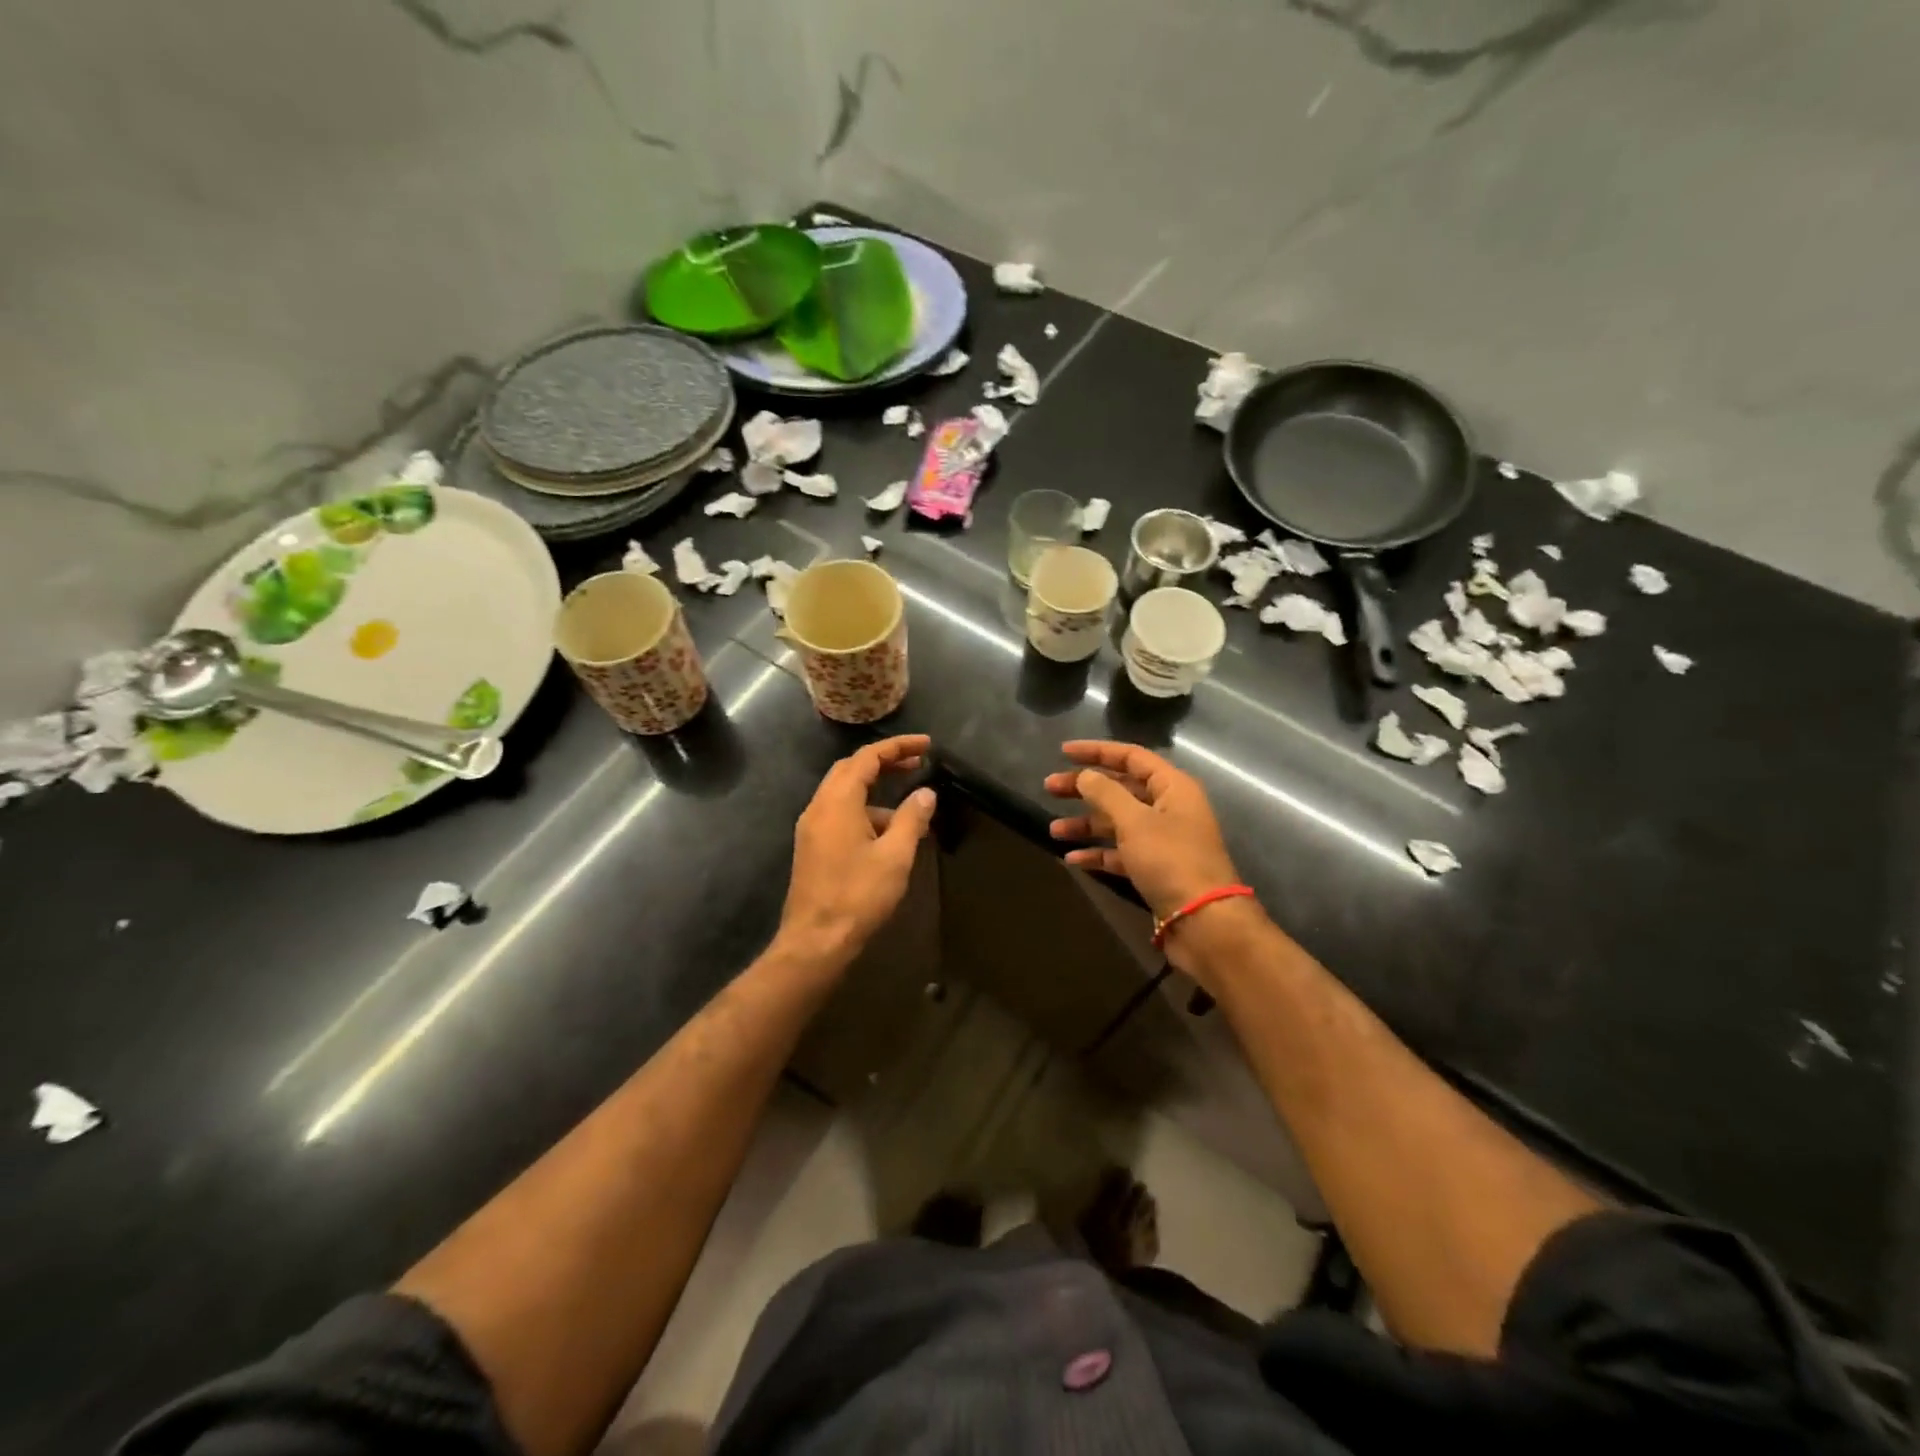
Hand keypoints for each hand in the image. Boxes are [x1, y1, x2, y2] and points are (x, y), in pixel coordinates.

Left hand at [778, 735, 935, 970]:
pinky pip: (839, 814)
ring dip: (876, 790)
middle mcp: (819, 807)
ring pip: (844, 793)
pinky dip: (865, 810)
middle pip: (851, 769)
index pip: (867, 757)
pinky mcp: (812, 847)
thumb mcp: (895, 856)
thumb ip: (911, 819)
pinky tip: (888, 834)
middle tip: (918, 763)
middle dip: (885, 762)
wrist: (815, 942)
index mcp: (837, 801)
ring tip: (910, 807)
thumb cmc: (857, 896)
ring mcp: (812, 828)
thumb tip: (926, 793)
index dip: (898, 747)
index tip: (927, 745)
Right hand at [1044, 740, 1241, 921]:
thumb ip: (1106, 794)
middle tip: (1049, 788)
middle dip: (1084, 789)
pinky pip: (1121, 852)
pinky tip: (1073, 859)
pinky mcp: (1155, 868)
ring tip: (1054, 830)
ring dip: (1086, 824)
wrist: (1203, 921)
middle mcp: (1168, 808)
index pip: (1131, 757)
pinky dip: (1098, 853)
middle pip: (1120, 789)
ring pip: (1117, 822)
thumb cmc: (1170, 860)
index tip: (1063, 753)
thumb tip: (1086, 775)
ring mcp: (1162, 840)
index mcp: (1172, 787)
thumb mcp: (1134, 821)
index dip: (1097, 752)